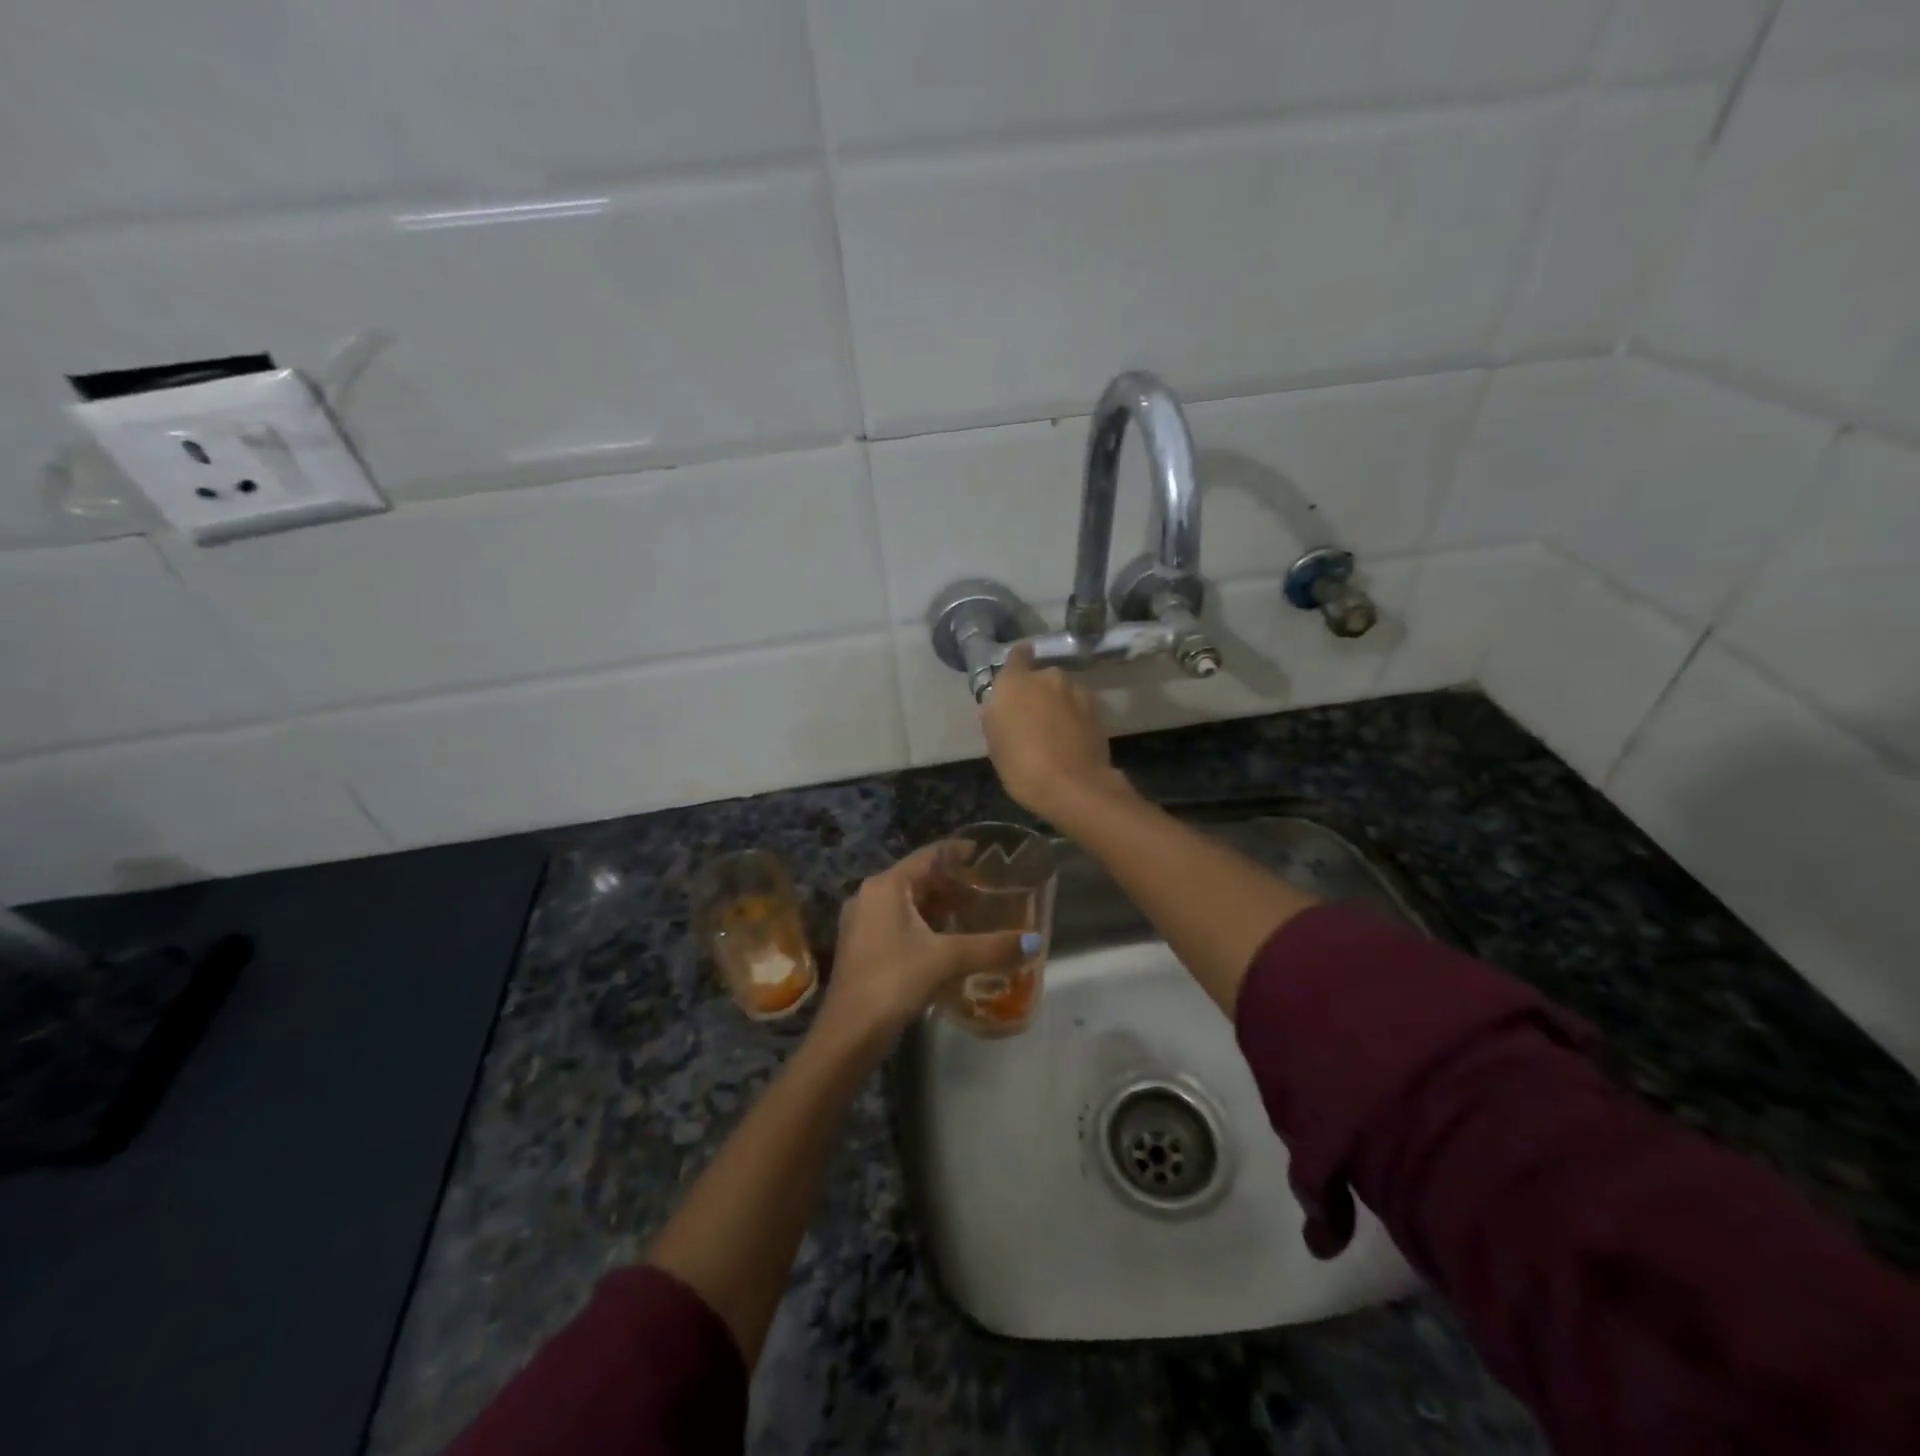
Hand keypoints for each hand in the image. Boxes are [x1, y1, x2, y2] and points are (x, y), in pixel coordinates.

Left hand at [815, 846, 1032, 1048]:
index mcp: (887, 886)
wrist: (848, 1033)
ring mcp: (862, 921)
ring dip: (938, 907)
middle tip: (986, 890)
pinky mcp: (861, 946)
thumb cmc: (895, 981)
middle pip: (917, 878)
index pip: (928, 855)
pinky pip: (897, 922)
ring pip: (907, 903)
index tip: (984, 855)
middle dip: (951, 884)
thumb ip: (992, 947)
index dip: (958, 852)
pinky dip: (923, 924)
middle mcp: (870, 895)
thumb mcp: (948, 960)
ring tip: (972, 914)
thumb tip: (1035, 941)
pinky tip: (946, 942)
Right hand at [979, 644, 1134, 818]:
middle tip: (1032, 716)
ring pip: (1063, 692)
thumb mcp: (995, 745)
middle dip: (1038, 691)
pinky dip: (1075, 717)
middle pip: (1041, 677)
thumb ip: (995, 719)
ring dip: (1059, 704)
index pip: (1017, 655)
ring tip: (1055, 731)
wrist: (1072, 786)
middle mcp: (1047, 678)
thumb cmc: (1021, 766)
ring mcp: (1076, 692)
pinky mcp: (1097, 710)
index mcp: (1015, 682)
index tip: (1019, 669)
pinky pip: (1080, 707)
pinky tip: (1072, 739)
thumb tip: (995, 709)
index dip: (1018, 659)